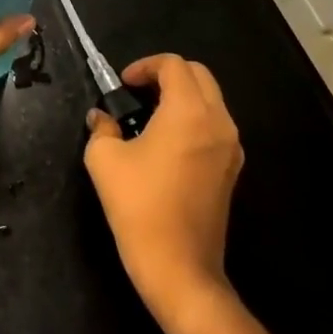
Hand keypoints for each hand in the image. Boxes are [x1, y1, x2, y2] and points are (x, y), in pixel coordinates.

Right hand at [84, 54, 242, 322]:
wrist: (180, 268)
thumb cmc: (139, 206)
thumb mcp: (105, 159)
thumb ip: (101, 127)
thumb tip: (101, 118)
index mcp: (189, 112)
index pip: (173, 65)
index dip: (145, 66)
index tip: (122, 85)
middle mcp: (218, 122)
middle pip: (199, 75)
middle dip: (167, 74)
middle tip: (137, 91)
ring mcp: (230, 148)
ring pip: (211, 100)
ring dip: (182, 96)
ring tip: (149, 115)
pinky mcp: (232, 171)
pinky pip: (215, 126)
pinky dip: (193, 119)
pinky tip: (166, 142)